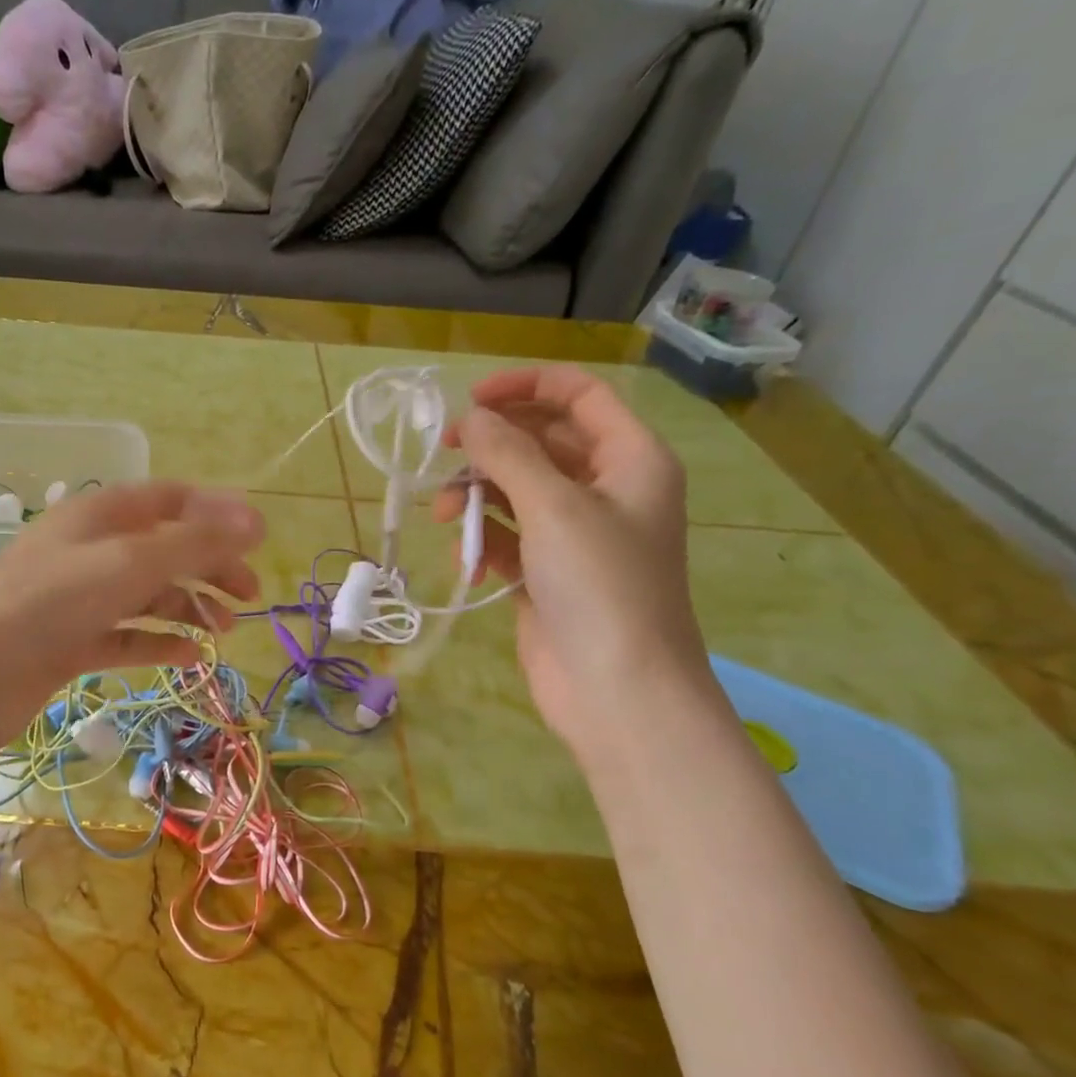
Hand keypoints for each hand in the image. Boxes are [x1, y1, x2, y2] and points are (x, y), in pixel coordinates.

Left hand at [0, 481, 264, 753]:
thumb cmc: (49, 601)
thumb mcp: (128, 562)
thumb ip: (194, 542)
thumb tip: (257, 519)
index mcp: (101, 515)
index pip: (169, 500)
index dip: (215, 514)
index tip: (258, 540)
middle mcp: (91, 551)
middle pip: (164, 549)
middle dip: (210, 567)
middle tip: (250, 595)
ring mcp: (80, 600)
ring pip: (148, 596)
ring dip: (189, 607)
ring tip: (224, 631)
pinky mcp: (71, 644)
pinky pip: (127, 637)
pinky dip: (158, 644)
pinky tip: (188, 658)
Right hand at [433, 365, 710, 752]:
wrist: (616, 689)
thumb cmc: (600, 585)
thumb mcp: (554, 507)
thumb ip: (509, 454)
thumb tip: (473, 418)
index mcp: (630, 460)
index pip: (580, 397)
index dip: (526, 387)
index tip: (472, 399)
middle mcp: (606, 490)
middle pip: (542, 442)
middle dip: (492, 445)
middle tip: (445, 452)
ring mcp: (575, 535)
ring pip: (517, 490)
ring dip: (478, 494)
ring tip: (446, 515)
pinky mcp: (546, 573)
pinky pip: (507, 536)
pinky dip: (482, 538)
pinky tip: (464, 556)